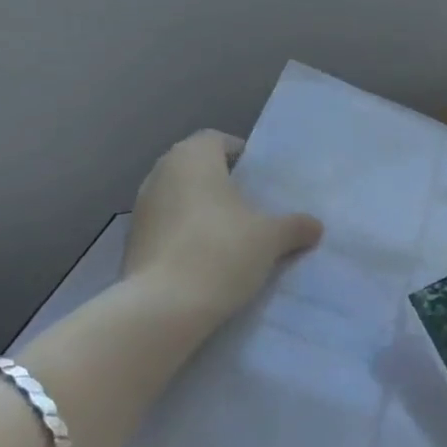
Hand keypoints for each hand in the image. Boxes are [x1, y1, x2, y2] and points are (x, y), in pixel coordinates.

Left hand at [121, 130, 323, 329]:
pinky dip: (181, 232)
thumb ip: (294, 226)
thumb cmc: (222, 252)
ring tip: (226, 233)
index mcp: (193, 157)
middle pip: (195, 166)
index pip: (217, 140)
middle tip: (247, 205)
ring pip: (177, 195)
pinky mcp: (131, 239)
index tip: (257, 179)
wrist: (164, 306)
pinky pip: (164, 224)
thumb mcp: (270, 238)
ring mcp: (141, 206)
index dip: (239, 155)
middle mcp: (161, 171)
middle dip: (219, 181)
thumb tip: (315, 226)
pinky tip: (201, 257)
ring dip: (198, 208)